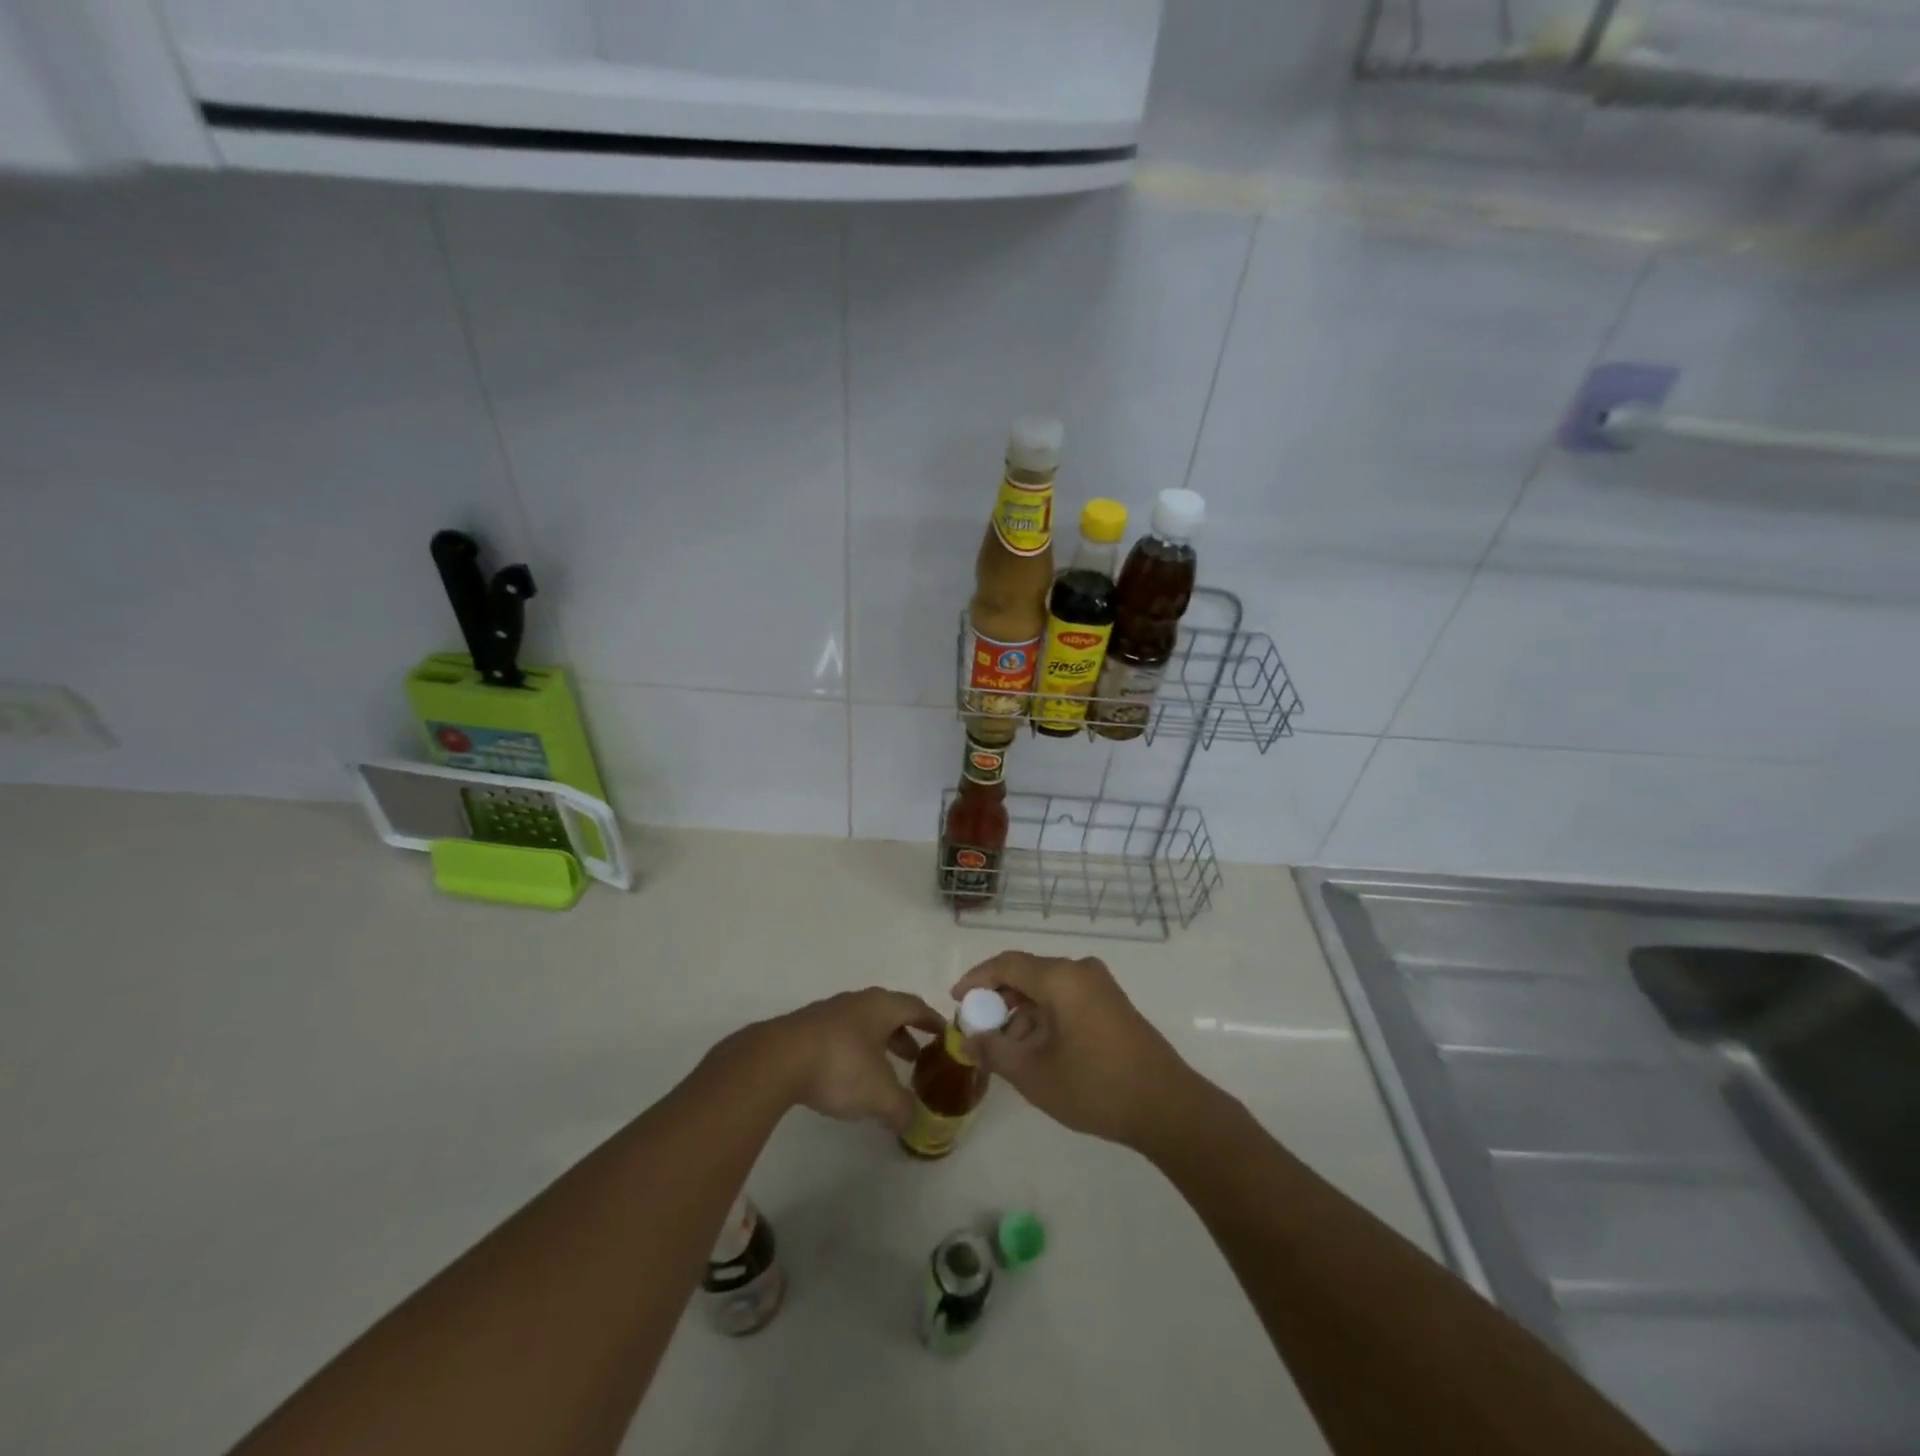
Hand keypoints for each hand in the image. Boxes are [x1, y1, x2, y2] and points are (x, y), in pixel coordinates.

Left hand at [750, 988, 943, 1134]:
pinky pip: (841, 1036)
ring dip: (878, 1044)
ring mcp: (829, 1013)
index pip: (916, 1007)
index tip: (945, 1036)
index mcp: (881, 1006)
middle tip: (916, 1058)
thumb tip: (914, 1121)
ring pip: (863, 1024)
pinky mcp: (805, 1029)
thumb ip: (902, 1108)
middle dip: (904, 1034)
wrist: (776, 1060)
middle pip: (889, 1013)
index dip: (932, 1021)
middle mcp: (857, 1002)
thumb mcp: (880, 1095)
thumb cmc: (840, 1066)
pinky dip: (854, 1052)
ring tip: (884, 1071)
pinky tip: (849, 1076)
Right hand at [951, 951, 1204, 1150]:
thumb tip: (970, 1039)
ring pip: (1047, 988)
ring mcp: (1101, 986)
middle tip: (978, 1029)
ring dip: (1022, 1012)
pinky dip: (1045, 1016)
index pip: (1006, 964)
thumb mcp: (1033, 1074)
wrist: (1167, 1106)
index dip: (976, 979)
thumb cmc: (1095, 1086)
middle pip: (1027, 974)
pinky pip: (1067, 998)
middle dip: (998, 1000)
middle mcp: (1080, 971)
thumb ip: (995, 1052)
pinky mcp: (1113, 1004)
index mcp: (1060, 978)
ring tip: (1006, 1049)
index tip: (956, 1000)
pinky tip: (1037, 1049)